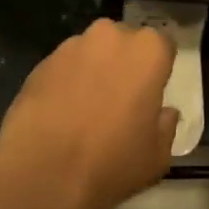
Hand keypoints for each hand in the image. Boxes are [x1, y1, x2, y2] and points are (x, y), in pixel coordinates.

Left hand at [0, 19, 177, 208]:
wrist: (43, 173)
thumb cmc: (112, 162)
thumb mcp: (157, 156)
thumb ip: (166, 125)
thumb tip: (164, 112)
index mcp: (148, 51)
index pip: (163, 46)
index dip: (158, 70)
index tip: (151, 93)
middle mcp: (111, 36)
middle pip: (125, 42)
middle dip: (125, 63)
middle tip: (120, 99)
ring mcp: (73, 45)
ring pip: (92, 51)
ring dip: (94, 69)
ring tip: (86, 108)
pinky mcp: (42, 61)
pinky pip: (64, 66)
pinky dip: (66, 81)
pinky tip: (60, 113)